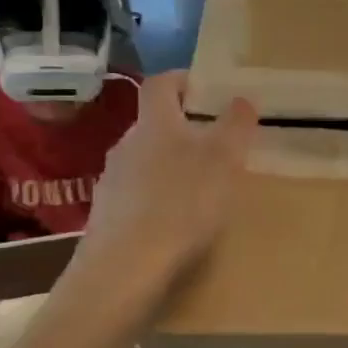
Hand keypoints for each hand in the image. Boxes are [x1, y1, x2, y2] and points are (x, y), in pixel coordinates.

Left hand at [78, 72, 256, 287]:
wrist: (126, 268)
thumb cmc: (182, 204)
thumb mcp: (224, 160)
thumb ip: (235, 125)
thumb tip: (241, 98)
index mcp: (154, 124)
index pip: (160, 84)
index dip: (182, 79)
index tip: (205, 88)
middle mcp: (126, 145)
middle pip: (153, 125)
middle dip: (182, 129)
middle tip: (215, 145)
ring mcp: (111, 182)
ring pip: (144, 161)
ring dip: (169, 166)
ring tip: (199, 189)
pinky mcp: (106, 216)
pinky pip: (136, 195)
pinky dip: (157, 199)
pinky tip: (175, 223)